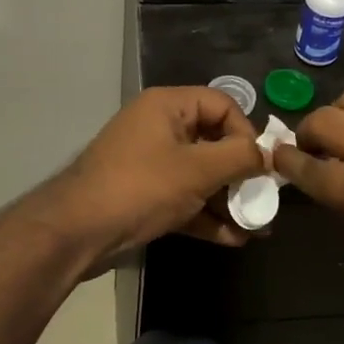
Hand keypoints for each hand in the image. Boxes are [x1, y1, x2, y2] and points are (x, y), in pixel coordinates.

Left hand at [33, 87, 266, 273]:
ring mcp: (150, 163)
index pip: (221, 105)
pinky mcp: (144, 195)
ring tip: (256, 225)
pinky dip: (206, 214)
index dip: (245, 131)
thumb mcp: (197, 170)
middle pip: (213, 141)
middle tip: (264, 199)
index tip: (260, 164)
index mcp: (167, 106)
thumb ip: (239, 158)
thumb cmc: (141, 188)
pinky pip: (184, 198)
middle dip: (240, 174)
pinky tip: (233, 238)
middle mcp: (159, 127)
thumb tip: (266, 155)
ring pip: (200, 175)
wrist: (76, 232)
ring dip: (227, 199)